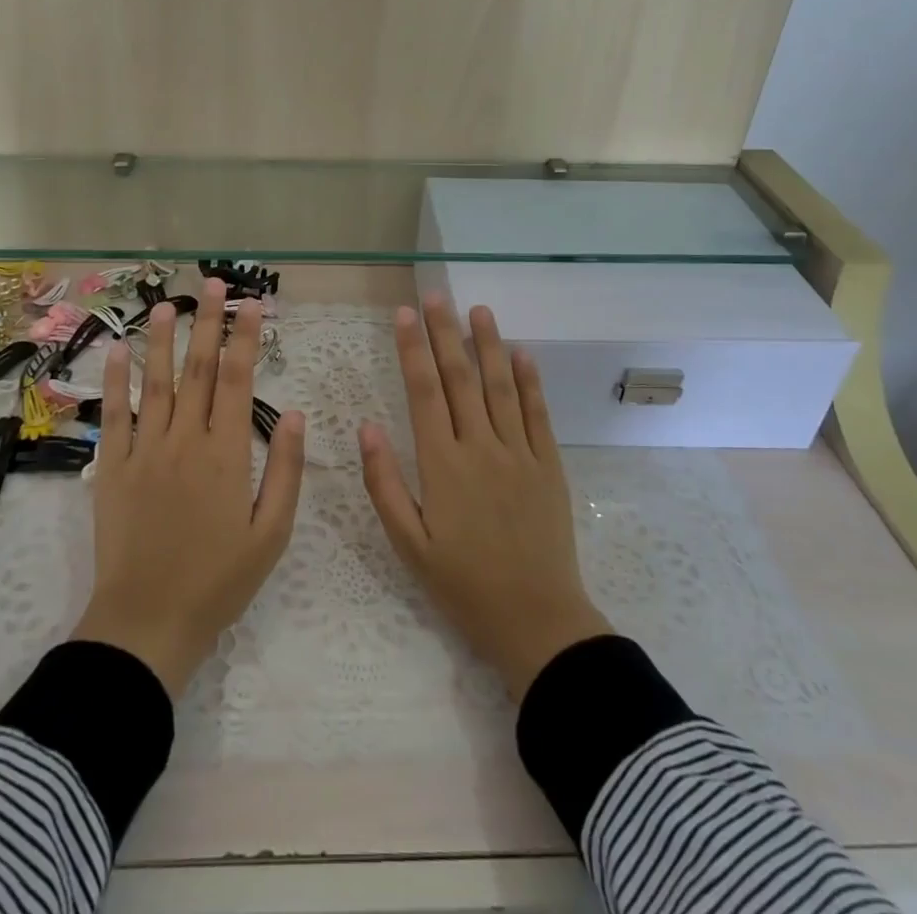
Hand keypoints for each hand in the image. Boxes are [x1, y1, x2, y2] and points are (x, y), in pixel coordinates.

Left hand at [71, 279, 306, 696]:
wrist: (148, 622)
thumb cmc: (219, 580)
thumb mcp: (272, 533)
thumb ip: (285, 469)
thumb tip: (297, 413)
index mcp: (226, 453)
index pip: (237, 380)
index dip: (244, 338)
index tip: (251, 304)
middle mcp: (185, 440)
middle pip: (197, 369)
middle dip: (207, 322)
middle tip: (212, 283)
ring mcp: (145, 451)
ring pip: (155, 383)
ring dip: (161, 340)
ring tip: (166, 305)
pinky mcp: (113, 469)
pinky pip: (115, 416)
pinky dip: (115, 381)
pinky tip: (117, 351)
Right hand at [360, 296, 611, 699]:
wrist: (536, 620)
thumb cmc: (463, 585)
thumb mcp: (409, 545)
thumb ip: (384, 484)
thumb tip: (367, 426)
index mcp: (442, 465)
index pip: (423, 392)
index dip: (412, 349)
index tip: (404, 313)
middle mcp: (481, 448)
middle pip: (460, 378)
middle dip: (445, 332)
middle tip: (435, 295)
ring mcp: (519, 453)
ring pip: (500, 386)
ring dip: (488, 344)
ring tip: (477, 309)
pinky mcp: (549, 465)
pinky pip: (537, 414)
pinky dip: (530, 381)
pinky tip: (522, 352)